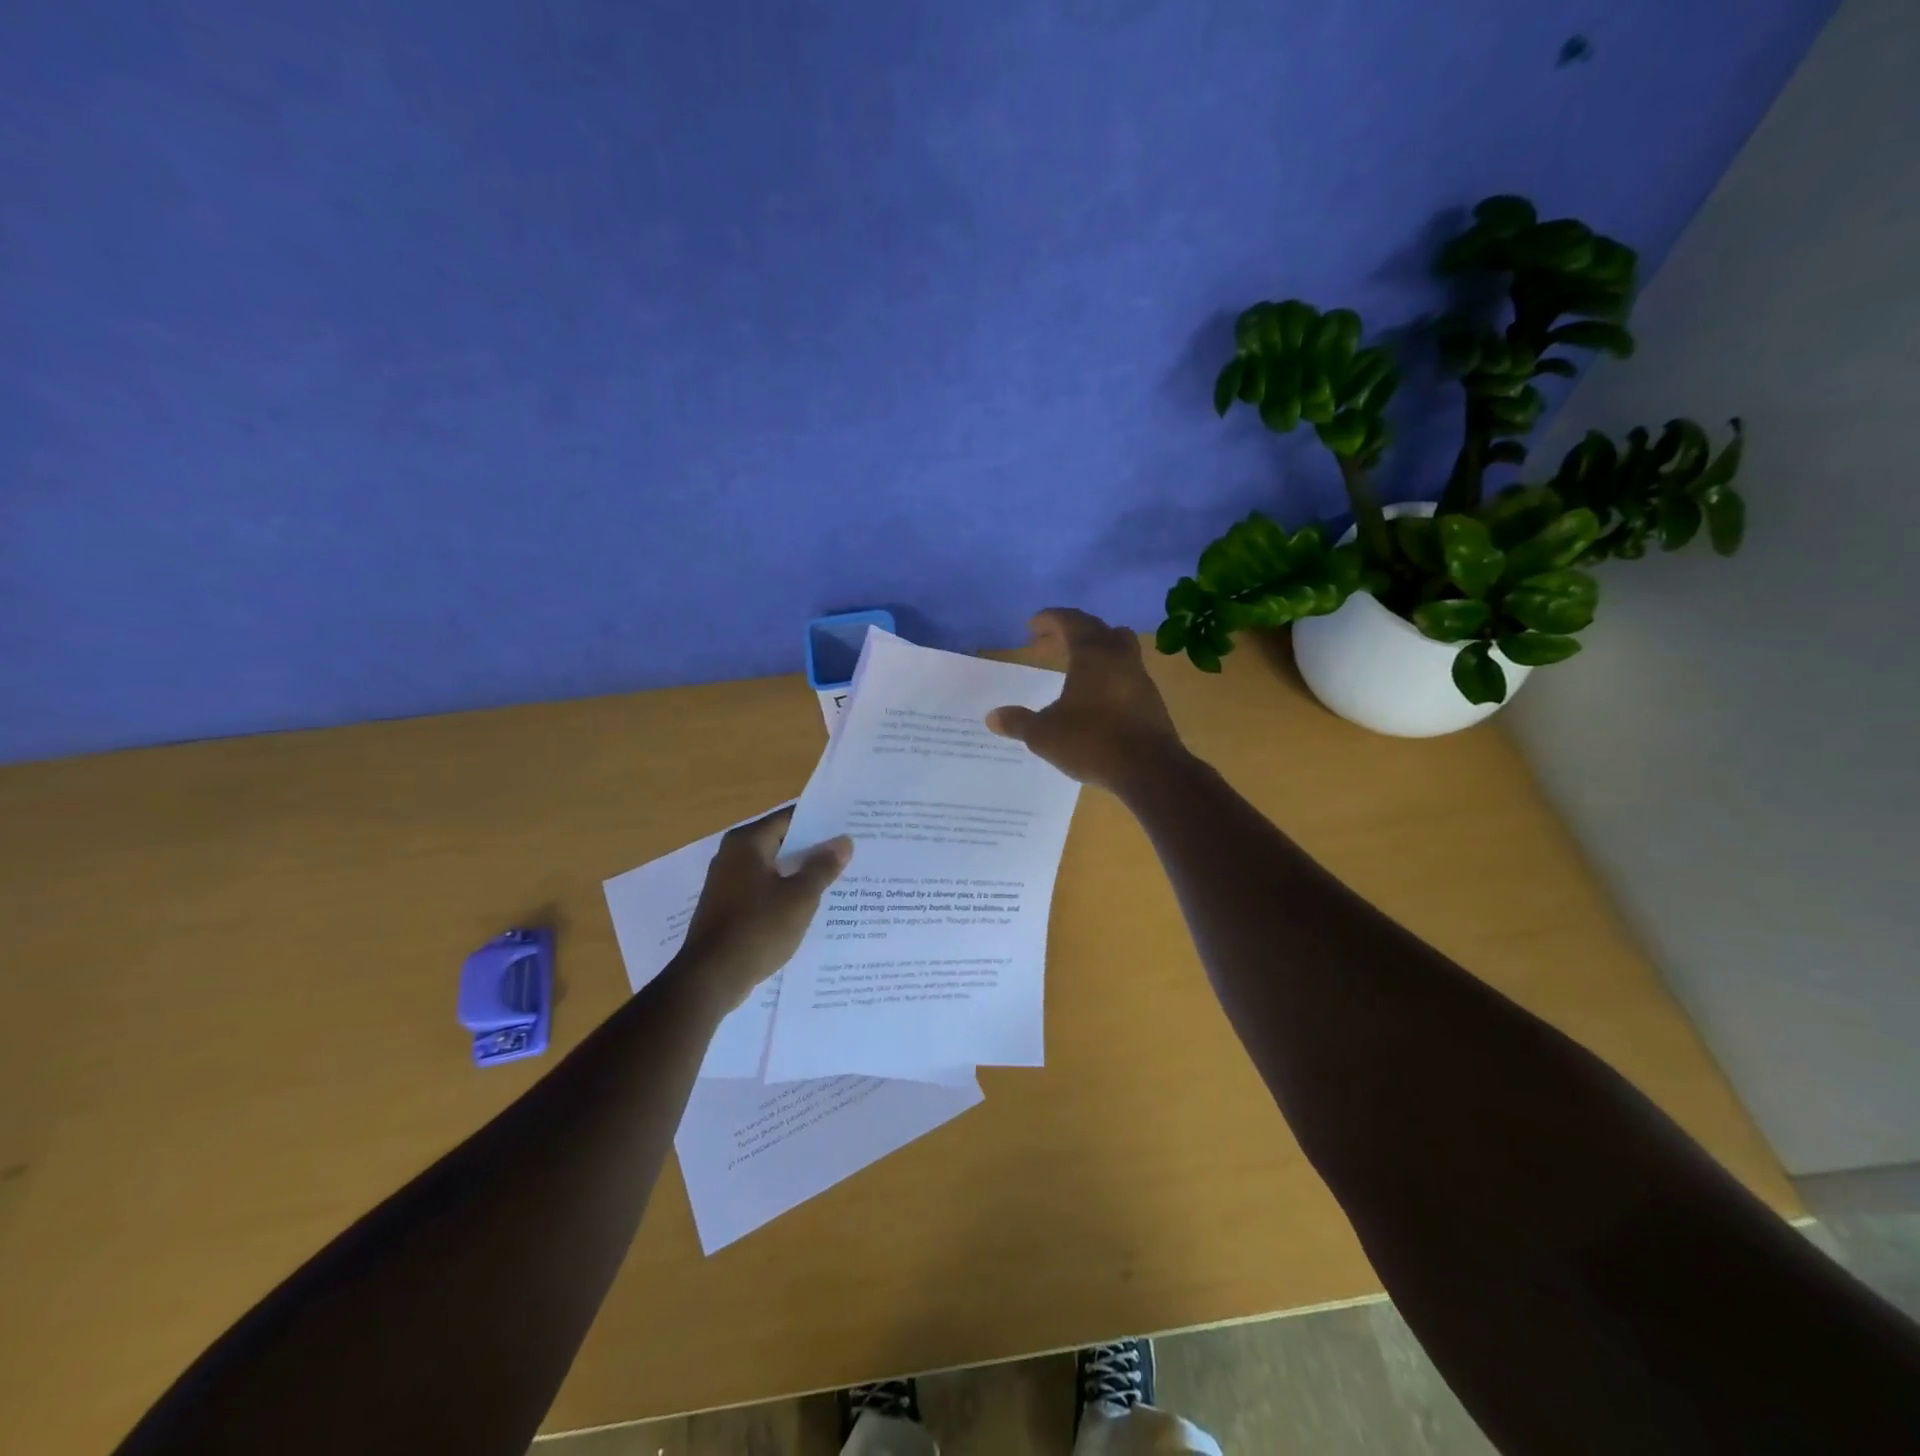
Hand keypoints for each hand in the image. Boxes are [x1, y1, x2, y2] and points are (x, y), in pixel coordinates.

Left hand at [674, 808, 852, 1009]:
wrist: (711, 979)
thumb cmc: (758, 929)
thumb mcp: (800, 897)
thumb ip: (822, 867)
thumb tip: (843, 842)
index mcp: (747, 843)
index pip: (790, 819)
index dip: (820, 822)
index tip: (848, 826)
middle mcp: (732, 855)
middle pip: (781, 842)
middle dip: (813, 849)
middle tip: (849, 852)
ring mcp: (727, 883)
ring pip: (773, 868)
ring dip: (800, 873)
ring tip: (836, 878)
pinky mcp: (727, 907)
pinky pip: (763, 890)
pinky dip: (784, 892)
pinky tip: (809, 905)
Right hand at [985, 608, 1185, 791]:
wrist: (1150, 770)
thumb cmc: (1092, 741)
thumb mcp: (1044, 734)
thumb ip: (1018, 722)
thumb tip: (992, 717)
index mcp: (1092, 654)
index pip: (1070, 621)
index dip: (1049, 619)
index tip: (1032, 626)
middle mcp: (1119, 657)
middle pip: (1096, 629)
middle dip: (1069, 631)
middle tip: (1046, 644)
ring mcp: (1140, 677)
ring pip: (1117, 648)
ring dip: (1094, 650)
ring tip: (1072, 666)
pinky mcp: (1151, 700)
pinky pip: (1126, 673)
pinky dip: (1107, 673)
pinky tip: (1094, 696)